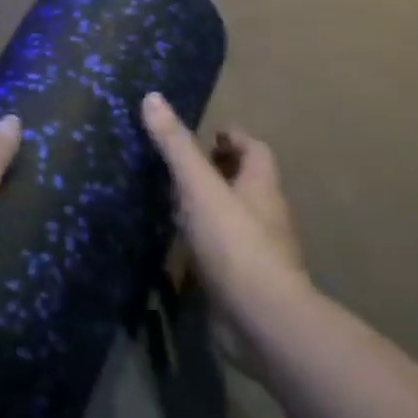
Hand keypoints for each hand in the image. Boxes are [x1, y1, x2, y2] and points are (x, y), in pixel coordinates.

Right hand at [142, 93, 307, 372]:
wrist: (261, 320)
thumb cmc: (235, 243)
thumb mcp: (199, 187)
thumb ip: (176, 146)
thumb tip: (152, 97)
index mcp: (261, 187)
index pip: (254, 150)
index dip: (233, 138)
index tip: (206, 134)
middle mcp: (264, 215)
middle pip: (245, 183)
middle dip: (217, 171)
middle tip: (180, 166)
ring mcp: (256, 252)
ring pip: (232, 218)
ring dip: (208, 208)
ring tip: (171, 202)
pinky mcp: (243, 283)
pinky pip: (222, 252)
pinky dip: (203, 243)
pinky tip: (178, 246)